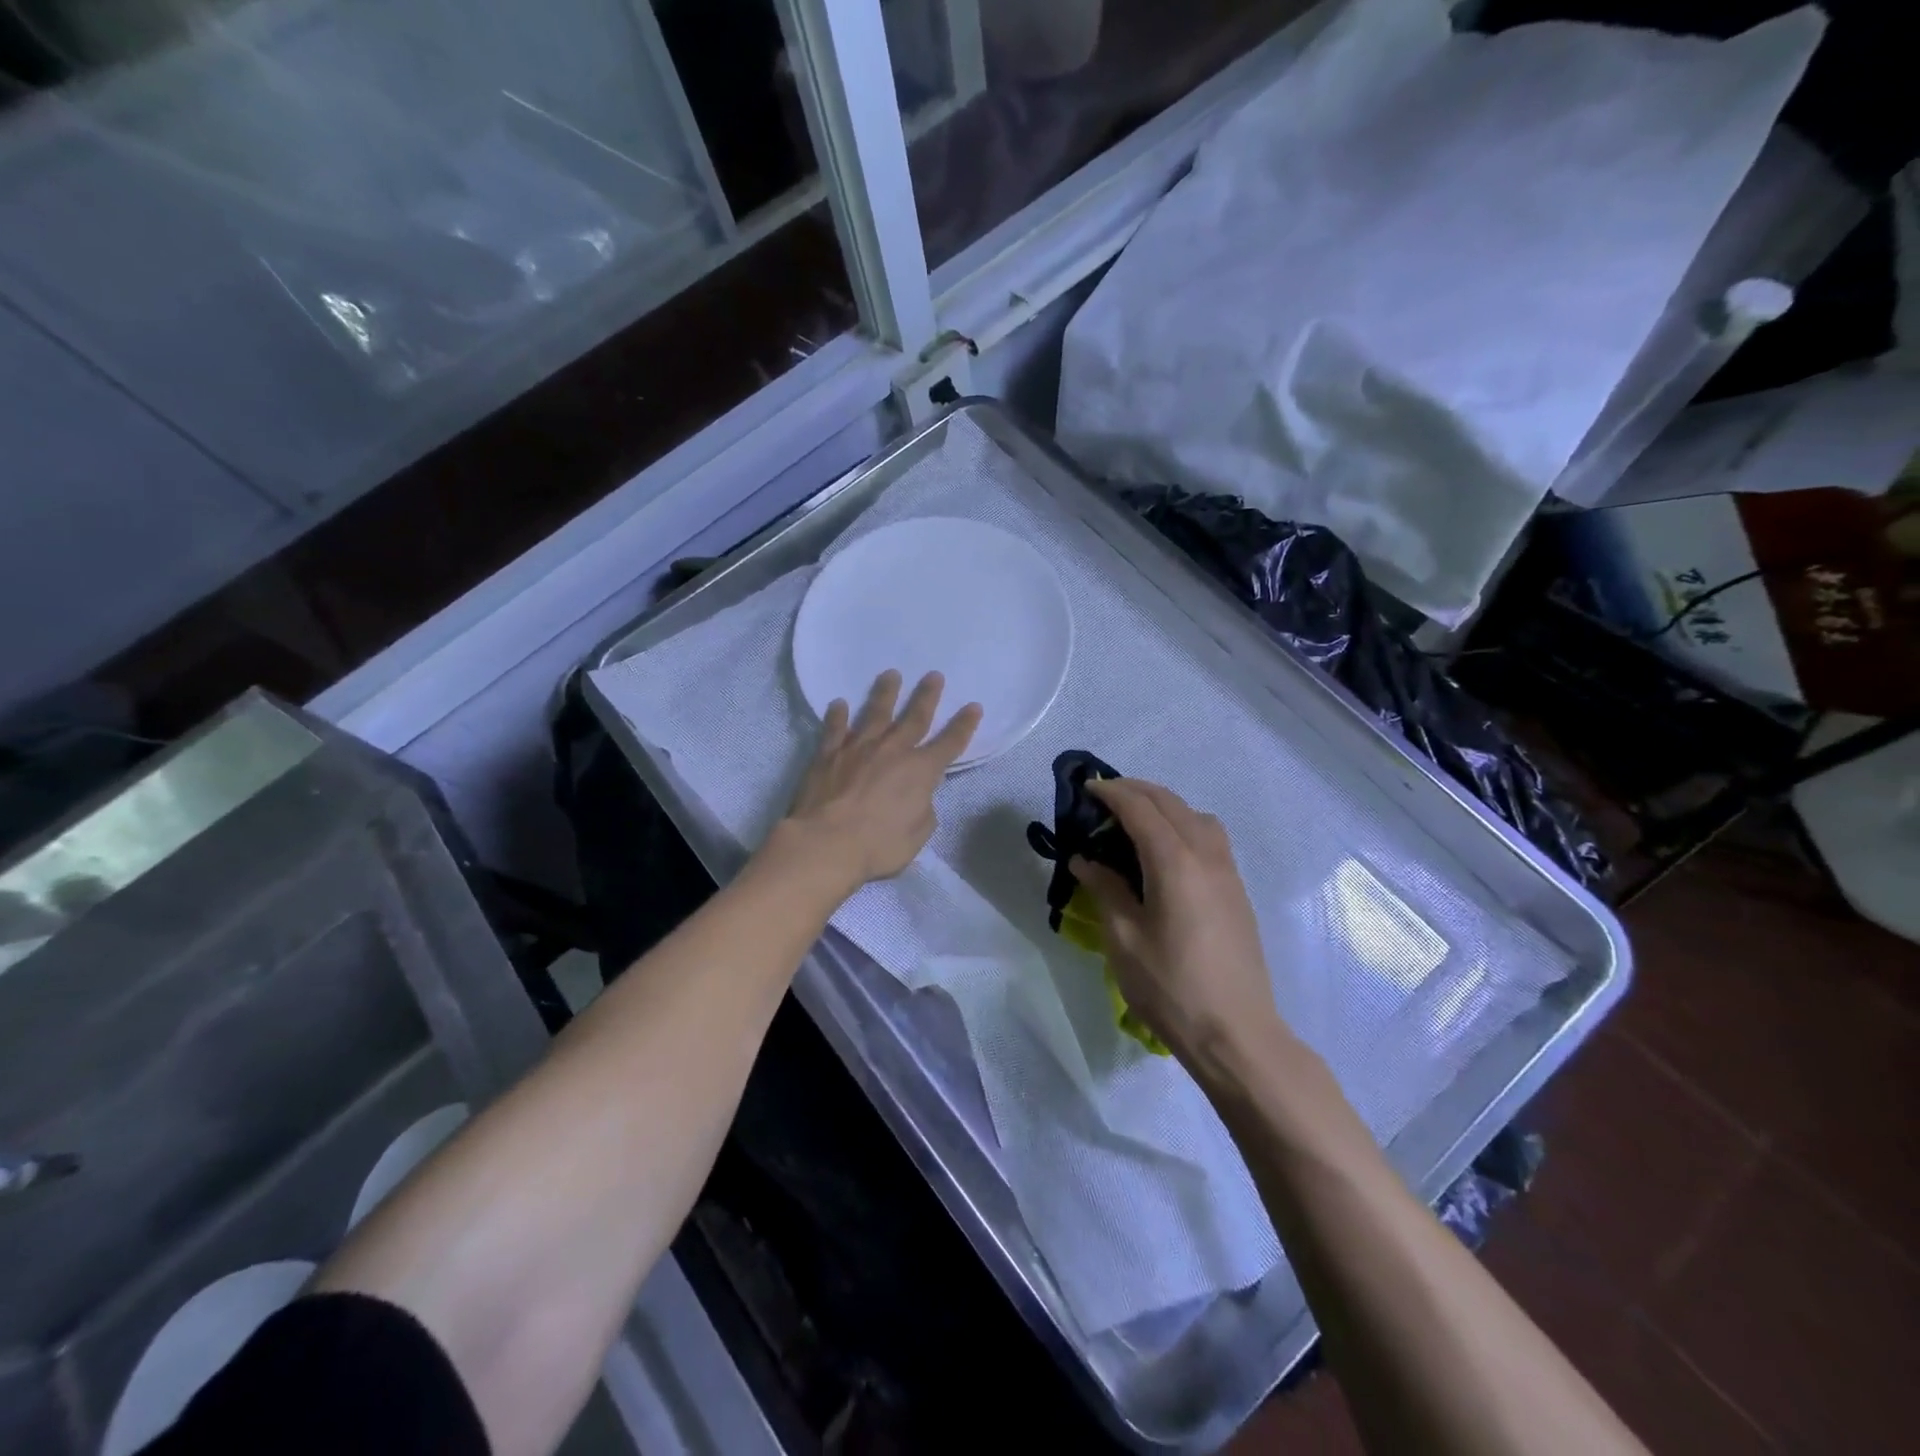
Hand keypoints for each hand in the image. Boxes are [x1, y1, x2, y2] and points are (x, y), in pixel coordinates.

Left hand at [774, 670, 981, 891]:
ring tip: (891, 674)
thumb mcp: (917, 835)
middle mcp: (892, 751)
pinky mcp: (828, 755)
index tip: (973, 707)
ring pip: (875, 713)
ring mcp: (858, 749)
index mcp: (920, 771)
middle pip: (914, 718)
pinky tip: (838, 704)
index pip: (950, 743)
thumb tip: (918, 798)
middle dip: (927, 696)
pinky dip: (837, 716)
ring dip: (885, 693)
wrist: (826, 843)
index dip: (964, 725)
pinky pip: (834, 730)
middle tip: (934, 675)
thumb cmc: (878, 845)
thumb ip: (923, 810)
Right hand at [1071, 778, 1282, 1067]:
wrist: (1237, 1032)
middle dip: (1135, 791)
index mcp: (1174, 861)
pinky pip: (1209, 836)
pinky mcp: (1237, 890)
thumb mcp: (1124, 939)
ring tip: (1134, 821)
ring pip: (1196, 815)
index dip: (1111, 793)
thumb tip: (1085, 859)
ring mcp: (1227, 871)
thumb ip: (1105, 889)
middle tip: (1103, 798)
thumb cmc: (1171, 987)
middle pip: (1170, 802)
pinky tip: (1165, 851)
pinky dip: (1183, 824)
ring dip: (1163, 805)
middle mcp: (1206, 854)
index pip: (1139, 808)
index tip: (1085, 788)